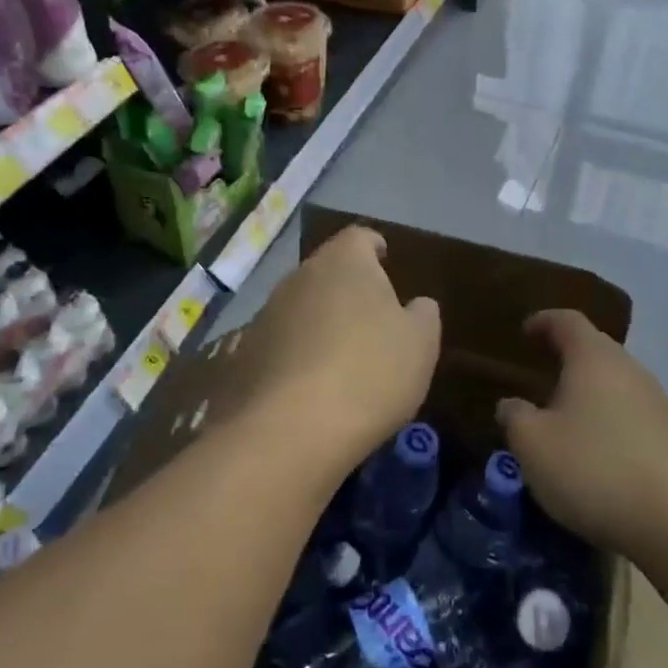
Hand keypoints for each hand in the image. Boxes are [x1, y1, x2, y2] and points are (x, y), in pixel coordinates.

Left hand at [240, 226, 439, 476]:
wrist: (290, 431)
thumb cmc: (369, 372)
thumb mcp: (420, 344)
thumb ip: (423, 315)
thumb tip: (417, 305)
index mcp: (343, 262)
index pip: (359, 237)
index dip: (374, 246)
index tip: (385, 259)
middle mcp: (299, 277)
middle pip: (327, 271)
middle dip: (347, 288)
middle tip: (371, 316)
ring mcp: (265, 315)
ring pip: (300, 308)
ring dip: (319, 322)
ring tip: (342, 356)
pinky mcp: (244, 355)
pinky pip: (280, 345)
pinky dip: (296, 356)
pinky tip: (311, 386)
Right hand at [496, 310, 667, 556]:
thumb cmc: (593, 468)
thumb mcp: (533, 445)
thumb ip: (515, 417)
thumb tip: (511, 405)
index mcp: (593, 358)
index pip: (567, 321)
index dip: (544, 321)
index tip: (525, 331)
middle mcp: (629, 369)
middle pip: (595, 349)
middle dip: (568, 356)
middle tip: (543, 373)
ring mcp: (658, 402)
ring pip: (616, 382)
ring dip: (590, 391)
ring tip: (566, 415)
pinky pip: (632, 413)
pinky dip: (610, 419)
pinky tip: (597, 450)